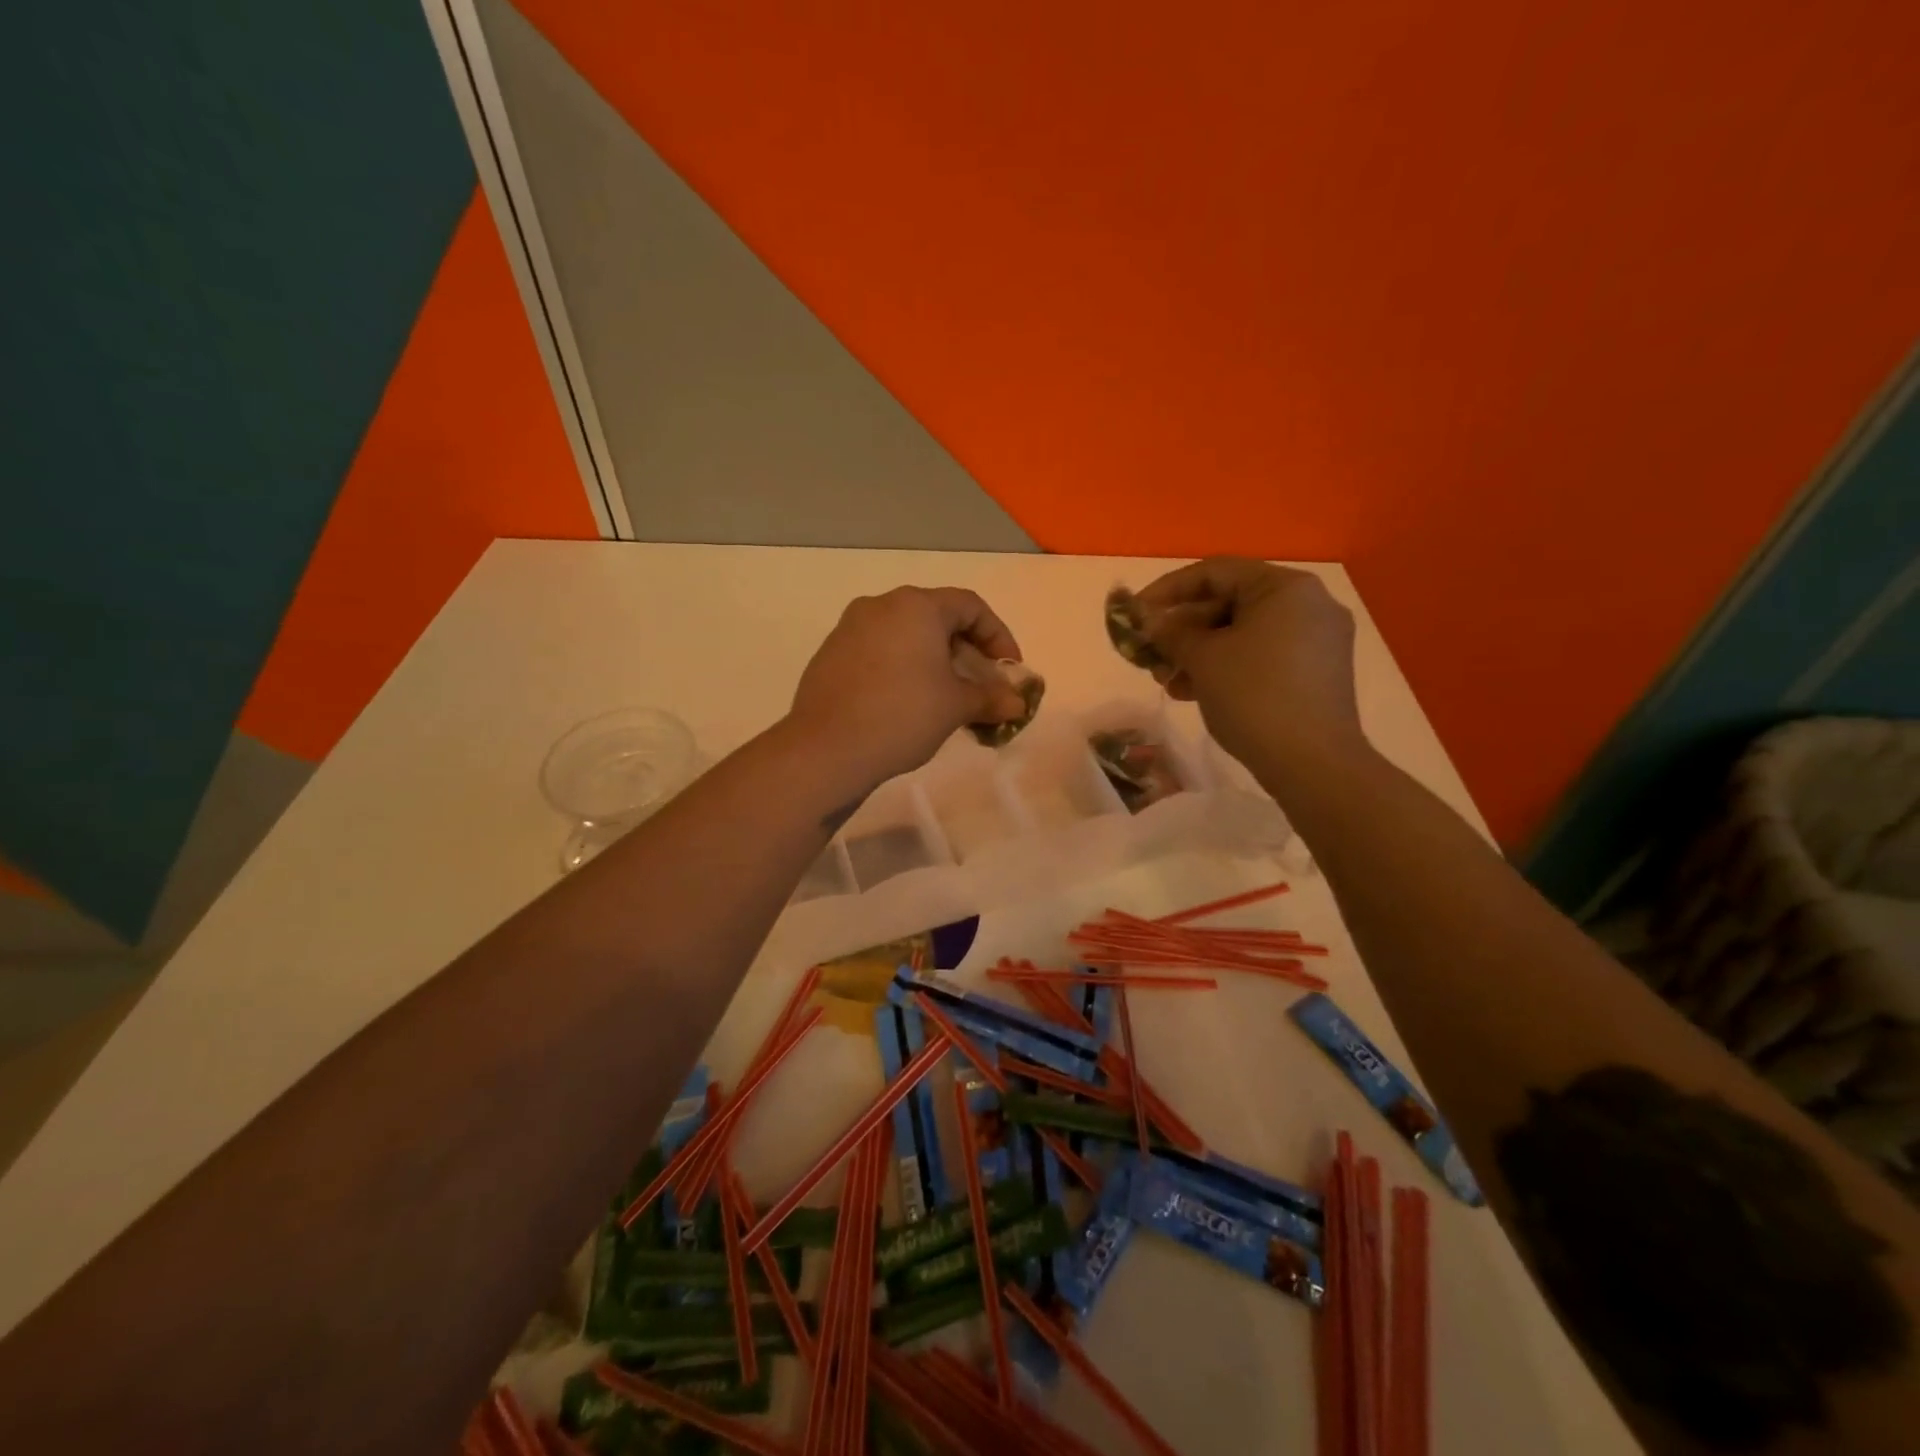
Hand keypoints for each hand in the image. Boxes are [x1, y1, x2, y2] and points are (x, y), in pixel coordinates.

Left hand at [787, 587, 1028, 789]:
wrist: (826, 749)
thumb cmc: (902, 716)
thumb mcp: (955, 707)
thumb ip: (991, 698)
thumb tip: (1017, 703)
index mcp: (916, 606)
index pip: (970, 606)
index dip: (998, 636)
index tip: (1009, 670)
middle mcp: (881, 606)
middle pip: (937, 618)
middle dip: (966, 652)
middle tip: (981, 687)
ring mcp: (850, 629)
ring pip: (906, 636)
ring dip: (934, 662)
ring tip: (946, 699)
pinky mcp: (830, 655)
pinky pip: (879, 652)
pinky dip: (903, 669)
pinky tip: (907, 704)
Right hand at [1132, 558, 1363, 771]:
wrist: (1312, 762)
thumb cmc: (1254, 696)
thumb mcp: (1203, 659)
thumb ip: (1171, 632)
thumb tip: (1150, 622)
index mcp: (1285, 587)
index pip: (1215, 572)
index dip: (1167, 590)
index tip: (1135, 613)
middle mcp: (1308, 604)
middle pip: (1229, 603)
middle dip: (1182, 629)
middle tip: (1149, 653)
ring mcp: (1317, 640)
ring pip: (1243, 633)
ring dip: (1199, 653)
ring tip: (1167, 680)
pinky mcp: (1316, 673)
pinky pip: (1261, 655)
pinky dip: (1226, 667)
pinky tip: (1195, 692)